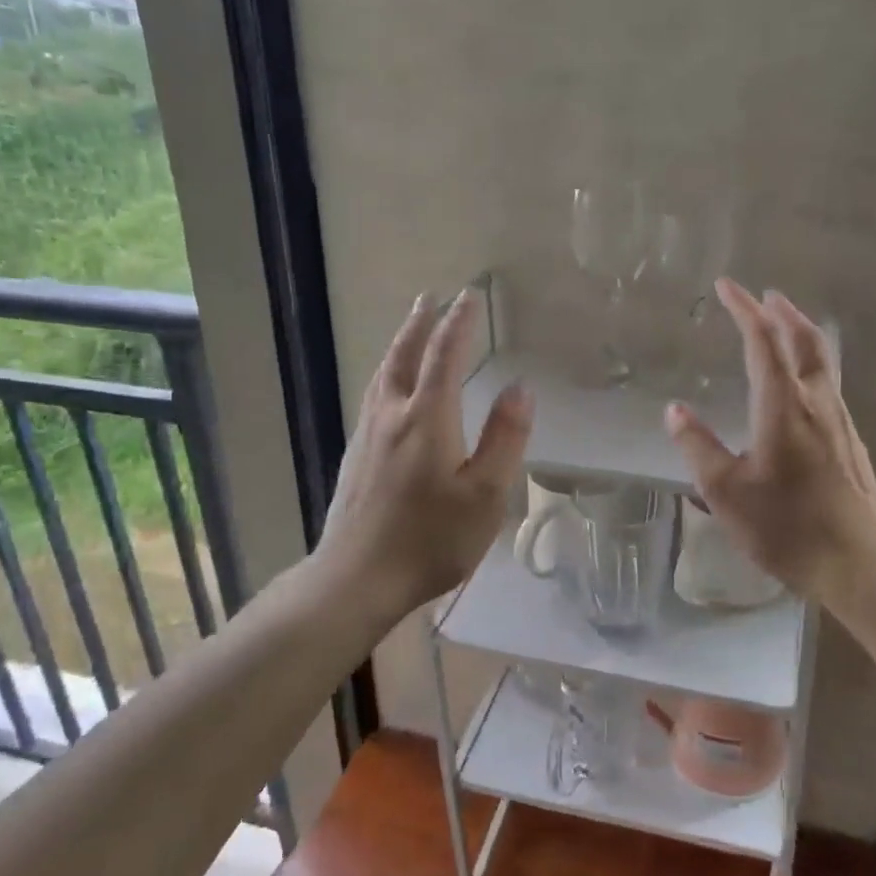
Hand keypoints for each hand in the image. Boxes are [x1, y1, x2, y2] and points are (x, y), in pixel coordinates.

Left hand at [316, 289, 532, 619]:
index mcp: (427, 418)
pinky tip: (389, 390)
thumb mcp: (485, 495)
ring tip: (410, 332)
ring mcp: (367, 436)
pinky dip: (387, 375)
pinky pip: (373, 398)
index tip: (469, 296)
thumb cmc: (431, 539)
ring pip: (382, 376)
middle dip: (420, 324)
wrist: (356, 578)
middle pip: (403, 356)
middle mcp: (391, 416)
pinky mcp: (355, 458)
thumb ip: (504, 438)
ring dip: (399, 346)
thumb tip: (520, 387)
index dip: (459, 323)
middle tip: (429, 298)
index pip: (444, 355)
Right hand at [664, 280, 875, 609]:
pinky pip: (829, 383)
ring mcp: (840, 422)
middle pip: (804, 340)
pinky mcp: (851, 442)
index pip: (763, 341)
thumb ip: (698, 447)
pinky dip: (811, 363)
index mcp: (782, 406)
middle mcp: (816, 403)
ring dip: (801, 333)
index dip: (743, 309)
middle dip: (782, 312)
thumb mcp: (726, 492)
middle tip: (764, 295)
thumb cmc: (787, 527)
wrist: (861, 563)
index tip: (726, 286)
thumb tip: (675, 410)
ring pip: (823, 361)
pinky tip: (802, 383)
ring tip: (784, 324)